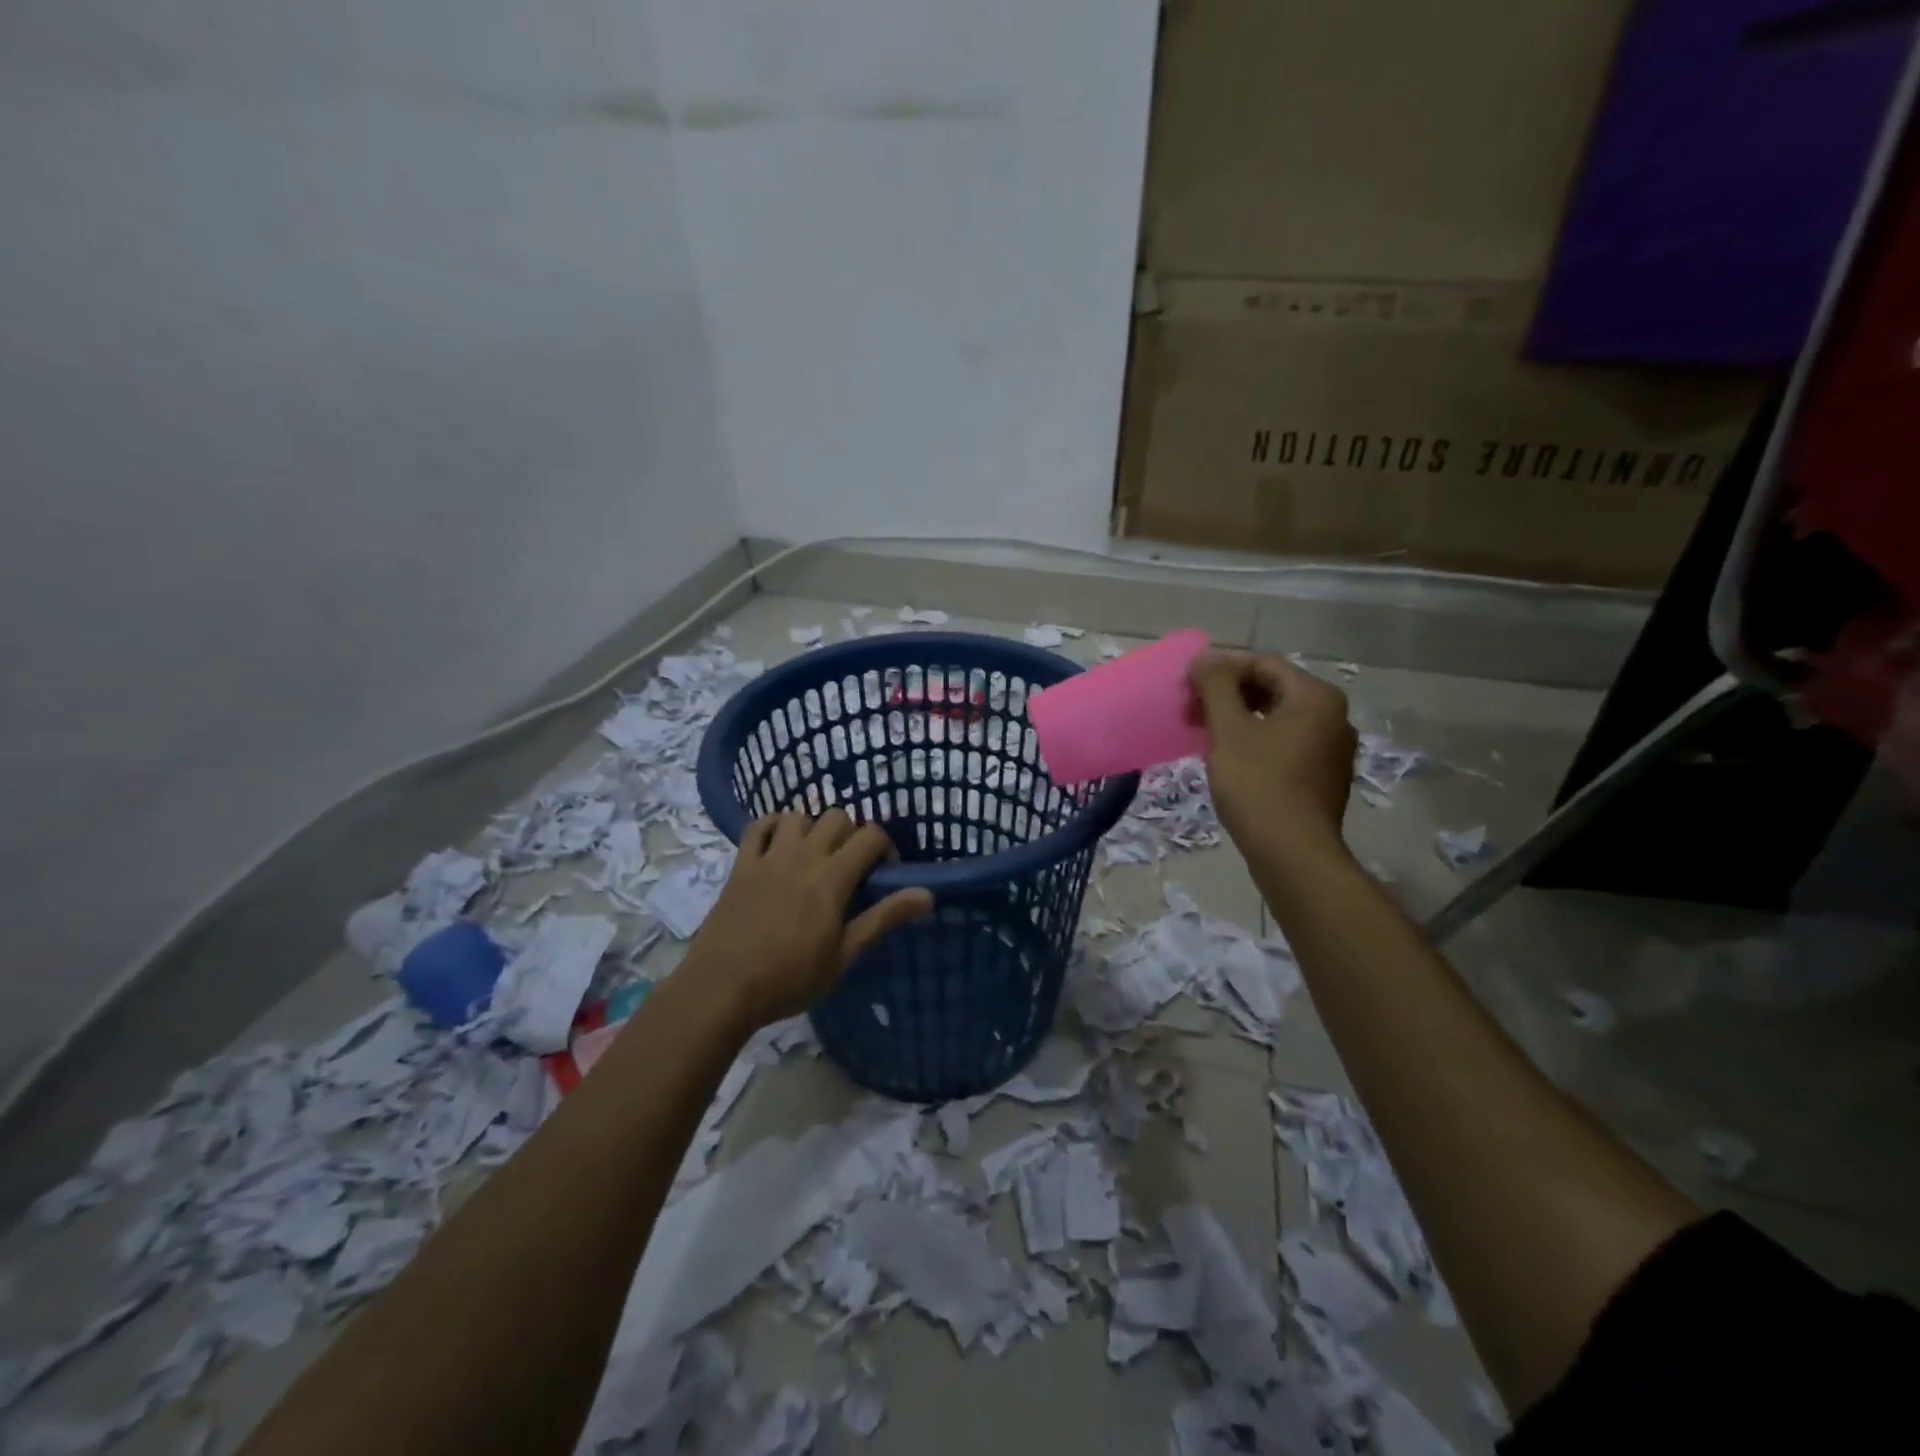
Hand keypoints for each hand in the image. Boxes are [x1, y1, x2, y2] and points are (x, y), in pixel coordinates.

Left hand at [685, 810, 933, 1031]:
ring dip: (814, 827)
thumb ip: (883, 918)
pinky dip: (773, 826)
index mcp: (832, 877)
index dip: (886, 846)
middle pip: (837, 817)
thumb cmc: (790, 979)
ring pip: (799, 815)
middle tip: (850, 866)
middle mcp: (803, 856)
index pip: (871, 835)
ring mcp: (769, 857)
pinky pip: (758, 826)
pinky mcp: (741, 865)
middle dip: (852, 834)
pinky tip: (780, 844)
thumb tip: (927, 894)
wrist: (722, 989)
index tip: (884, 872)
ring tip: (815, 855)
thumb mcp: (844, 955)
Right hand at [1188, 651, 1356, 859]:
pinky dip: (1254, 742)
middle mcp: (1333, 717)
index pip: (1262, 664)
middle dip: (1227, 696)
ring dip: (1237, 720)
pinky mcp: (1323, 777)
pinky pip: (1284, 744)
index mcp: (1316, 697)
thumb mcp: (1229, 729)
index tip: (1187, 688)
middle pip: (1272, 690)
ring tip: (1203, 736)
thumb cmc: (1258, 784)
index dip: (1220, 670)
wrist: (1292, 853)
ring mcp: (1332, 750)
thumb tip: (1205, 657)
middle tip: (1190, 712)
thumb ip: (1216, 686)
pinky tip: (1228, 759)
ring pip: (1276, 719)